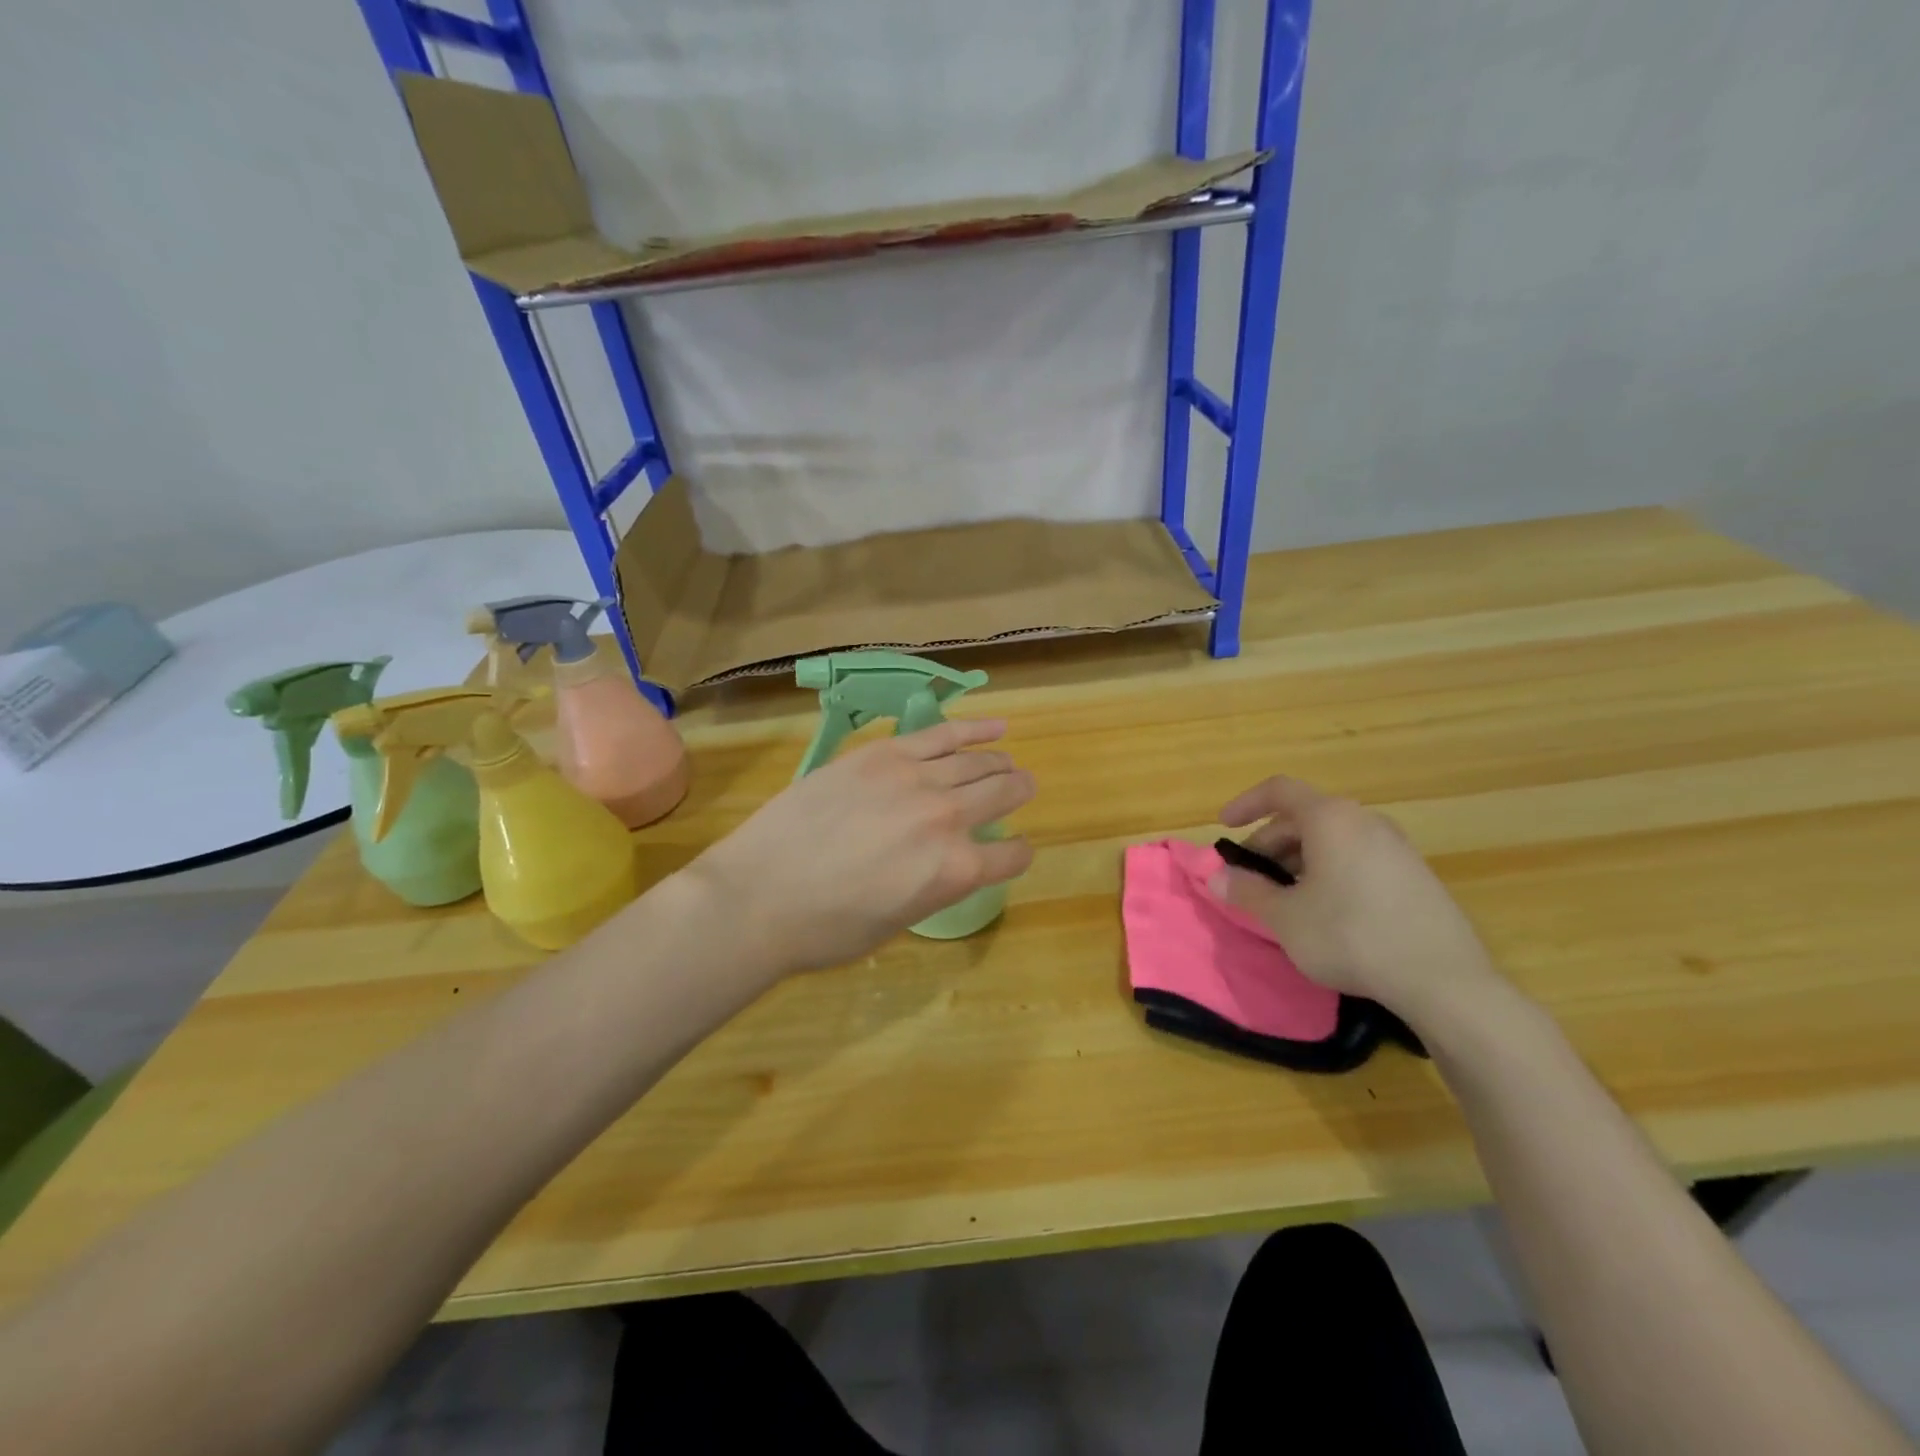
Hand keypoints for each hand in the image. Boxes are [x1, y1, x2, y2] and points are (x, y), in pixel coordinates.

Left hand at [682, 719, 1034, 977]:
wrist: (757, 896)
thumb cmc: (825, 930)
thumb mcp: (896, 924)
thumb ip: (934, 887)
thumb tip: (946, 864)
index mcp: (956, 872)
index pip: (1011, 855)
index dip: (1016, 854)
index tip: (1011, 851)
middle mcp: (948, 818)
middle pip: (1003, 794)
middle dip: (1019, 793)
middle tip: (1023, 789)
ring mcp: (915, 779)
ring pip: (977, 762)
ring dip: (1000, 762)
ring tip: (1007, 762)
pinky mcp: (883, 754)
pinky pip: (941, 734)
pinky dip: (974, 729)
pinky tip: (996, 727)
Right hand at [1215, 776, 1500, 1023]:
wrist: (1444, 981)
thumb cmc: (1351, 936)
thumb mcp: (1286, 918)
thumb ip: (1247, 892)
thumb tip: (1216, 877)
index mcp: (1330, 819)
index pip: (1279, 790)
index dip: (1246, 803)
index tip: (1224, 826)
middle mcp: (1365, 821)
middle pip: (1304, 817)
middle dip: (1270, 844)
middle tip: (1251, 879)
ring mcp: (1396, 846)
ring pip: (1332, 839)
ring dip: (1299, 860)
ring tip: (1286, 899)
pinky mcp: (1415, 875)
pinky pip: (1358, 857)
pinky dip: (1329, 871)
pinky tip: (1327, 911)